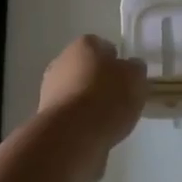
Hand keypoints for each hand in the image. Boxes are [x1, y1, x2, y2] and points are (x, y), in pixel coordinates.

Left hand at [38, 35, 147, 179]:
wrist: (72, 136)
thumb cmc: (107, 98)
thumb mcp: (136, 78)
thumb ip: (135, 69)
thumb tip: (130, 68)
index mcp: (84, 44)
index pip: (104, 47)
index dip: (117, 62)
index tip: (127, 79)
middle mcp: (62, 60)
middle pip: (87, 69)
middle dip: (100, 82)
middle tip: (118, 100)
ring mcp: (49, 89)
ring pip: (77, 92)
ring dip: (89, 103)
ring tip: (108, 121)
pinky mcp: (45, 116)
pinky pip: (70, 114)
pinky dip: (80, 122)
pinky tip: (93, 134)